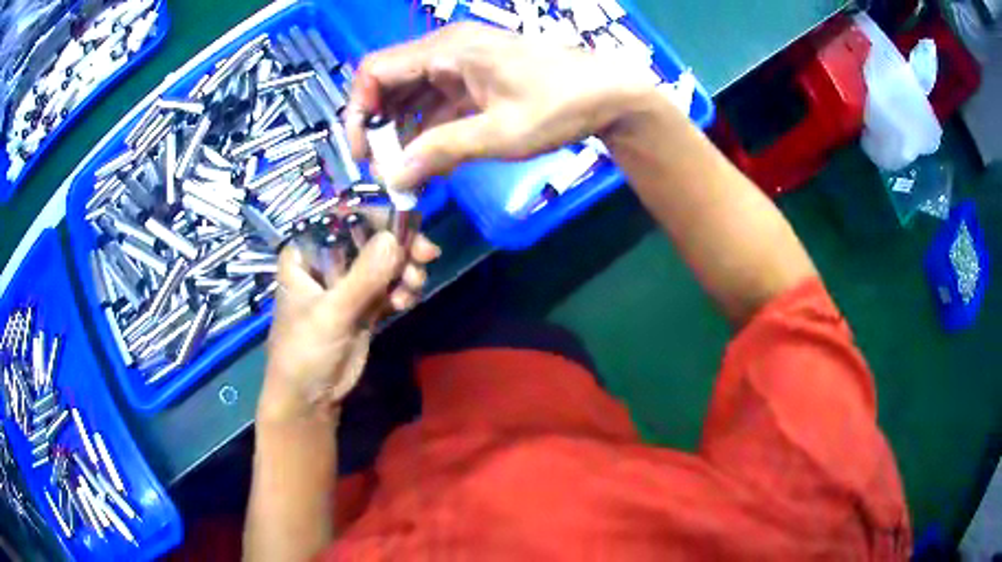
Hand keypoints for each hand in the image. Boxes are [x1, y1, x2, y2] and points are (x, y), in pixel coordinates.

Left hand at [260, 229, 439, 421]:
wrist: (310, 399)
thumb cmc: (304, 352)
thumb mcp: (331, 315)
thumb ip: (363, 278)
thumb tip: (396, 238)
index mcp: (306, 253)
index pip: (342, 217)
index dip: (376, 215)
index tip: (407, 226)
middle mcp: (327, 261)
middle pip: (369, 236)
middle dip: (399, 245)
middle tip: (426, 256)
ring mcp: (347, 283)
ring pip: (384, 260)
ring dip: (405, 269)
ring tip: (412, 289)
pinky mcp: (364, 303)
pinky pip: (390, 284)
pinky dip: (403, 288)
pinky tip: (406, 301)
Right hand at [344, 22, 658, 190]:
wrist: (610, 94)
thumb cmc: (560, 106)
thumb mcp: (500, 133)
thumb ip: (442, 151)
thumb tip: (394, 177)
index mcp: (448, 50)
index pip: (375, 71)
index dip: (359, 110)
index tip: (364, 151)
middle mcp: (448, 50)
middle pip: (390, 82)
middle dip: (380, 124)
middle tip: (385, 168)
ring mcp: (462, 63)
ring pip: (412, 94)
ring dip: (404, 130)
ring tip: (406, 171)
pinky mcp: (476, 79)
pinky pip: (437, 101)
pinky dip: (428, 128)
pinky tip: (430, 159)